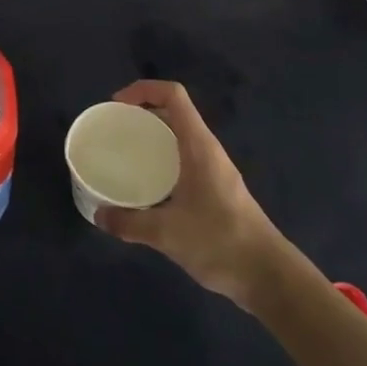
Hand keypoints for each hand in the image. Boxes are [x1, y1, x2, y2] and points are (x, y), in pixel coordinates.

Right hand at [95, 81, 299, 308]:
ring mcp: (214, 170)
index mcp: (198, 146)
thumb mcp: (167, 233)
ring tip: (124, 155)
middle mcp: (207, 150)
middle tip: (115, 130)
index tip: (116, 105)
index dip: (143, 89)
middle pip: (174, 113)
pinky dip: (163, 160)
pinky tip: (147, 187)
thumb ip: (130, 223)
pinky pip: (184, 160)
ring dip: (153, 138)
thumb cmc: (220, 242)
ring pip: (179, 138)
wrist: (267, 276)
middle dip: (142, 113)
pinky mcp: (216, 190)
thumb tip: (99, 216)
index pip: (173, 95)